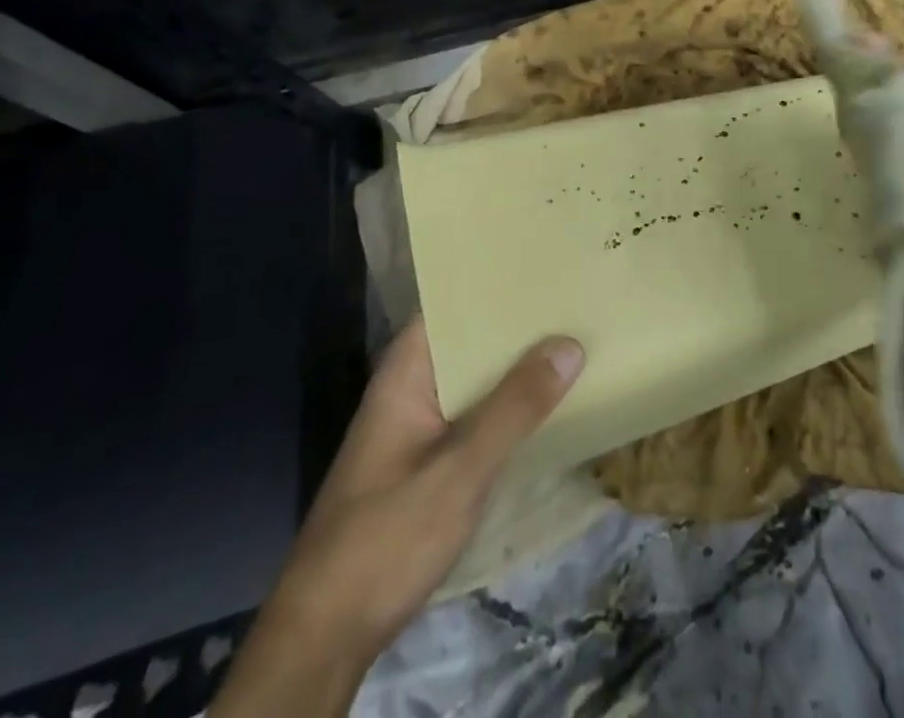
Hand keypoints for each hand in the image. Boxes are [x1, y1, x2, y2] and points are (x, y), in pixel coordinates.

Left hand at [213, 319, 583, 715]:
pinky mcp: (429, 462)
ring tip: (576, 336)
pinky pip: (476, 414)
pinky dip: (508, 404)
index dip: (496, 284)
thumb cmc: (387, 537)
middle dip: (517, 325)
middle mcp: (412, 388)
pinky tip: (549, 402)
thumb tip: (569, 343)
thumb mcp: (460, 470)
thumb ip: (514, 408)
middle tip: (576, 298)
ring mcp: (419, 426)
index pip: (452, 304)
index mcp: (406, 372)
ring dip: (517, 366)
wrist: (327, 636)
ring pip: (476, 380)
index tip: (546, 267)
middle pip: (469, 341)